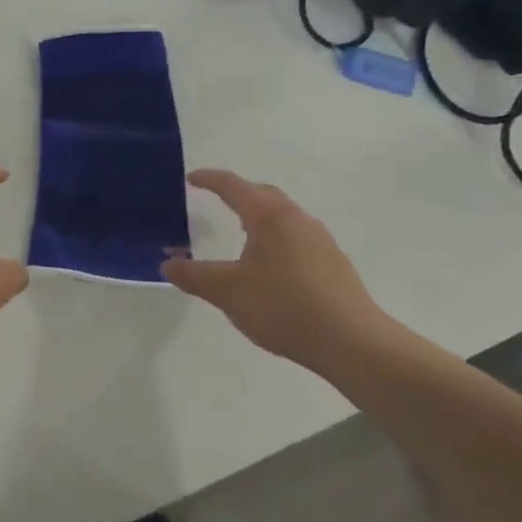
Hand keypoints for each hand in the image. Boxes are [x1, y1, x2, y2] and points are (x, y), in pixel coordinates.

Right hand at [162, 169, 391, 366]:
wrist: (353, 342)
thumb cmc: (284, 306)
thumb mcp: (227, 292)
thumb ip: (194, 275)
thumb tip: (168, 264)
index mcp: (269, 216)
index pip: (234, 186)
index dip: (210, 180)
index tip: (191, 178)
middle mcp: (297, 219)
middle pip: (263, 194)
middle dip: (238, 193)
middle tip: (215, 200)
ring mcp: (320, 240)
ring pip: (282, 216)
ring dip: (259, 217)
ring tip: (240, 233)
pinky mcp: (333, 263)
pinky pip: (296, 236)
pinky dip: (275, 237)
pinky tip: (269, 265)